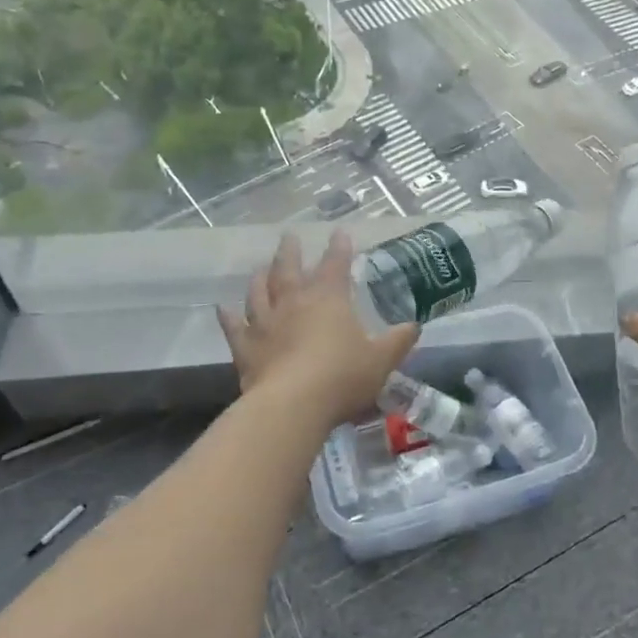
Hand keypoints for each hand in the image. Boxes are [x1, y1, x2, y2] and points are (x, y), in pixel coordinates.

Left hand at [217, 232, 418, 428]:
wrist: (292, 405)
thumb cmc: (342, 377)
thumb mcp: (381, 361)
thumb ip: (398, 342)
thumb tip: (414, 326)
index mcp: (328, 299)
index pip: (335, 264)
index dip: (339, 247)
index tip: (340, 232)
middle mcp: (294, 302)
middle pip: (289, 269)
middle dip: (291, 251)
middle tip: (289, 236)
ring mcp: (266, 323)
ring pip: (259, 292)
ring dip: (260, 277)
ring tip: (260, 267)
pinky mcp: (246, 347)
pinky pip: (234, 327)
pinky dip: (228, 316)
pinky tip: (223, 308)